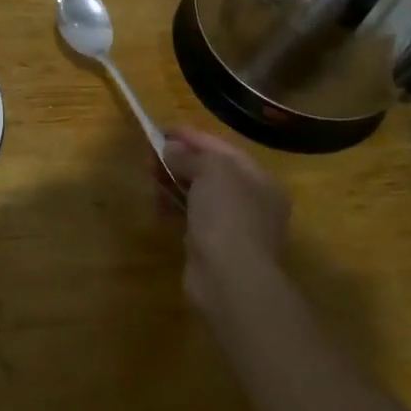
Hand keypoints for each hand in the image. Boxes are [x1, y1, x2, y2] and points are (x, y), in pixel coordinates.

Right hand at [158, 126, 291, 320]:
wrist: (230, 279)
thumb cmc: (227, 215)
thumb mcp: (211, 171)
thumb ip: (190, 155)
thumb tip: (171, 149)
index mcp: (259, 179)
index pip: (222, 148)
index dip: (191, 136)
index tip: (162, 130)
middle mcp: (252, 201)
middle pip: (210, 171)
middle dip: (180, 160)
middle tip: (150, 156)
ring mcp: (234, 226)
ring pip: (199, 195)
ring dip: (174, 183)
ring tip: (151, 179)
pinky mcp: (214, 247)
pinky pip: (192, 218)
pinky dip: (175, 208)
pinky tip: (159, 206)